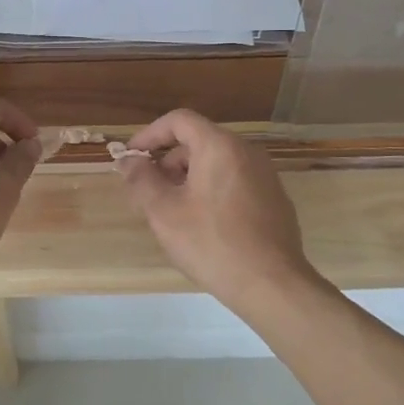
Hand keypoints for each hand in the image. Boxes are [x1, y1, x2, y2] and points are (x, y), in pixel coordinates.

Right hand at [117, 110, 315, 315]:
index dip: (150, 134)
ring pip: (217, 163)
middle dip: (168, 161)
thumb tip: (129, 161)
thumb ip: (142, 180)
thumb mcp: (164, 212)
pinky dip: (212, 190)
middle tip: (148, 191)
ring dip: (188, 177)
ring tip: (172, 211)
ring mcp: (265, 175)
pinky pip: (235, 181)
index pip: (179, 120)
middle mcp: (246, 152)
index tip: (132, 157)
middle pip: (199, 141)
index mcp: (219, 146)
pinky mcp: (274, 199)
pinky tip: (203, 225)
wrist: (271, 284)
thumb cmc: (211, 243)